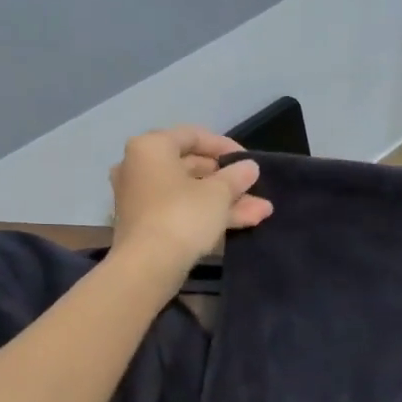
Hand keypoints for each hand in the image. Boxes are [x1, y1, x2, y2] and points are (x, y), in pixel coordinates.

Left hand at [108, 126, 273, 270]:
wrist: (148, 266)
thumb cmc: (182, 215)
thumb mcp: (218, 193)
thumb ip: (236, 176)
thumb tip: (249, 167)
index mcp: (151, 148)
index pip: (193, 135)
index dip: (225, 146)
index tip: (248, 161)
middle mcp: (140, 167)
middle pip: (192, 166)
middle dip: (228, 180)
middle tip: (255, 188)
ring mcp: (141, 198)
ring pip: (190, 192)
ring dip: (226, 200)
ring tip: (261, 210)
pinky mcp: (146, 224)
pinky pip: (182, 210)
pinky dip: (208, 214)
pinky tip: (244, 222)